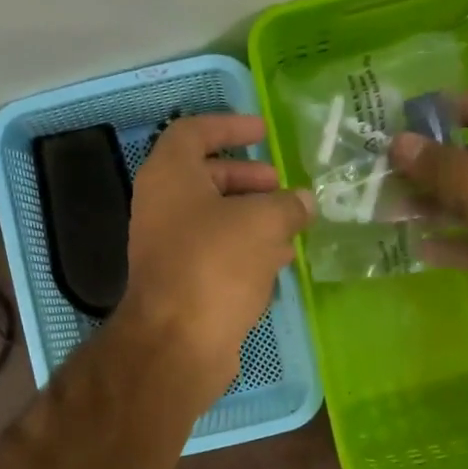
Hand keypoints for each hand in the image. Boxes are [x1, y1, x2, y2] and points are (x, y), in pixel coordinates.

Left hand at [116, 114, 314, 405]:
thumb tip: (305, 202)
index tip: (263, 130)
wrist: (179, 342)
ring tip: (291, 223)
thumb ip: (288, 205)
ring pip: (215, 220)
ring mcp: (170, 248)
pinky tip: (279, 259)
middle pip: (206, 178)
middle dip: (247, 178)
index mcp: (169, 177)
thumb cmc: (215, 264)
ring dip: (252, 217)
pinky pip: (217, 254)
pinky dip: (247, 250)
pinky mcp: (184, 284)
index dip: (229, 126)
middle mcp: (162, 208)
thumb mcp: (262, 222)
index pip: (193, 133)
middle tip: (281, 186)